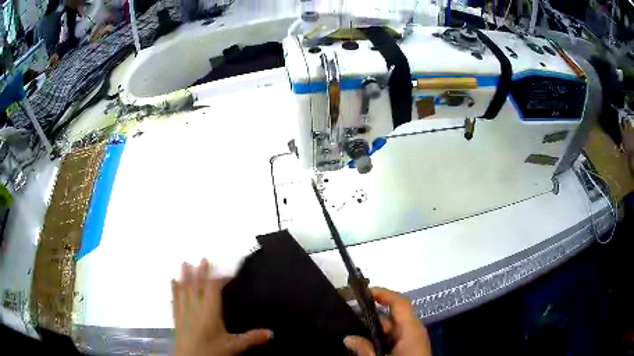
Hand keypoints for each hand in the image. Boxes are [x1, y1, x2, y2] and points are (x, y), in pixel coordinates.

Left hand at [172, 259, 272, 355]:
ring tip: (184, 263)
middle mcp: (195, 310)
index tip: (229, 272)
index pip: (213, 289)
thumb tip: (271, 332)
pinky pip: (175, 300)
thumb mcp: (234, 347)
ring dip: (185, 276)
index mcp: (209, 314)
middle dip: (200, 272)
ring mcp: (184, 313)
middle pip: (197, 286)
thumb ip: (252, 338)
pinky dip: (174, 290)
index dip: (220, 278)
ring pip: (184, 290)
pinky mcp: (177, 319)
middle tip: (203, 259)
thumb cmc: (211, 353)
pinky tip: (172, 282)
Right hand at [344, 287, 431, 355]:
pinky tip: (365, 347)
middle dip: (369, 318)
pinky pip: (393, 339)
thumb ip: (365, 350)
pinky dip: (379, 340)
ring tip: (352, 337)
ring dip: (372, 331)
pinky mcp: (410, 348)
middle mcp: (413, 331)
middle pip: (391, 317)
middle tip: (347, 321)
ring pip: (390, 330)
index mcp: (411, 330)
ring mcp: (412, 340)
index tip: (363, 292)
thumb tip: (348, 338)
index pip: (400, 303)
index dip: (383, 294)